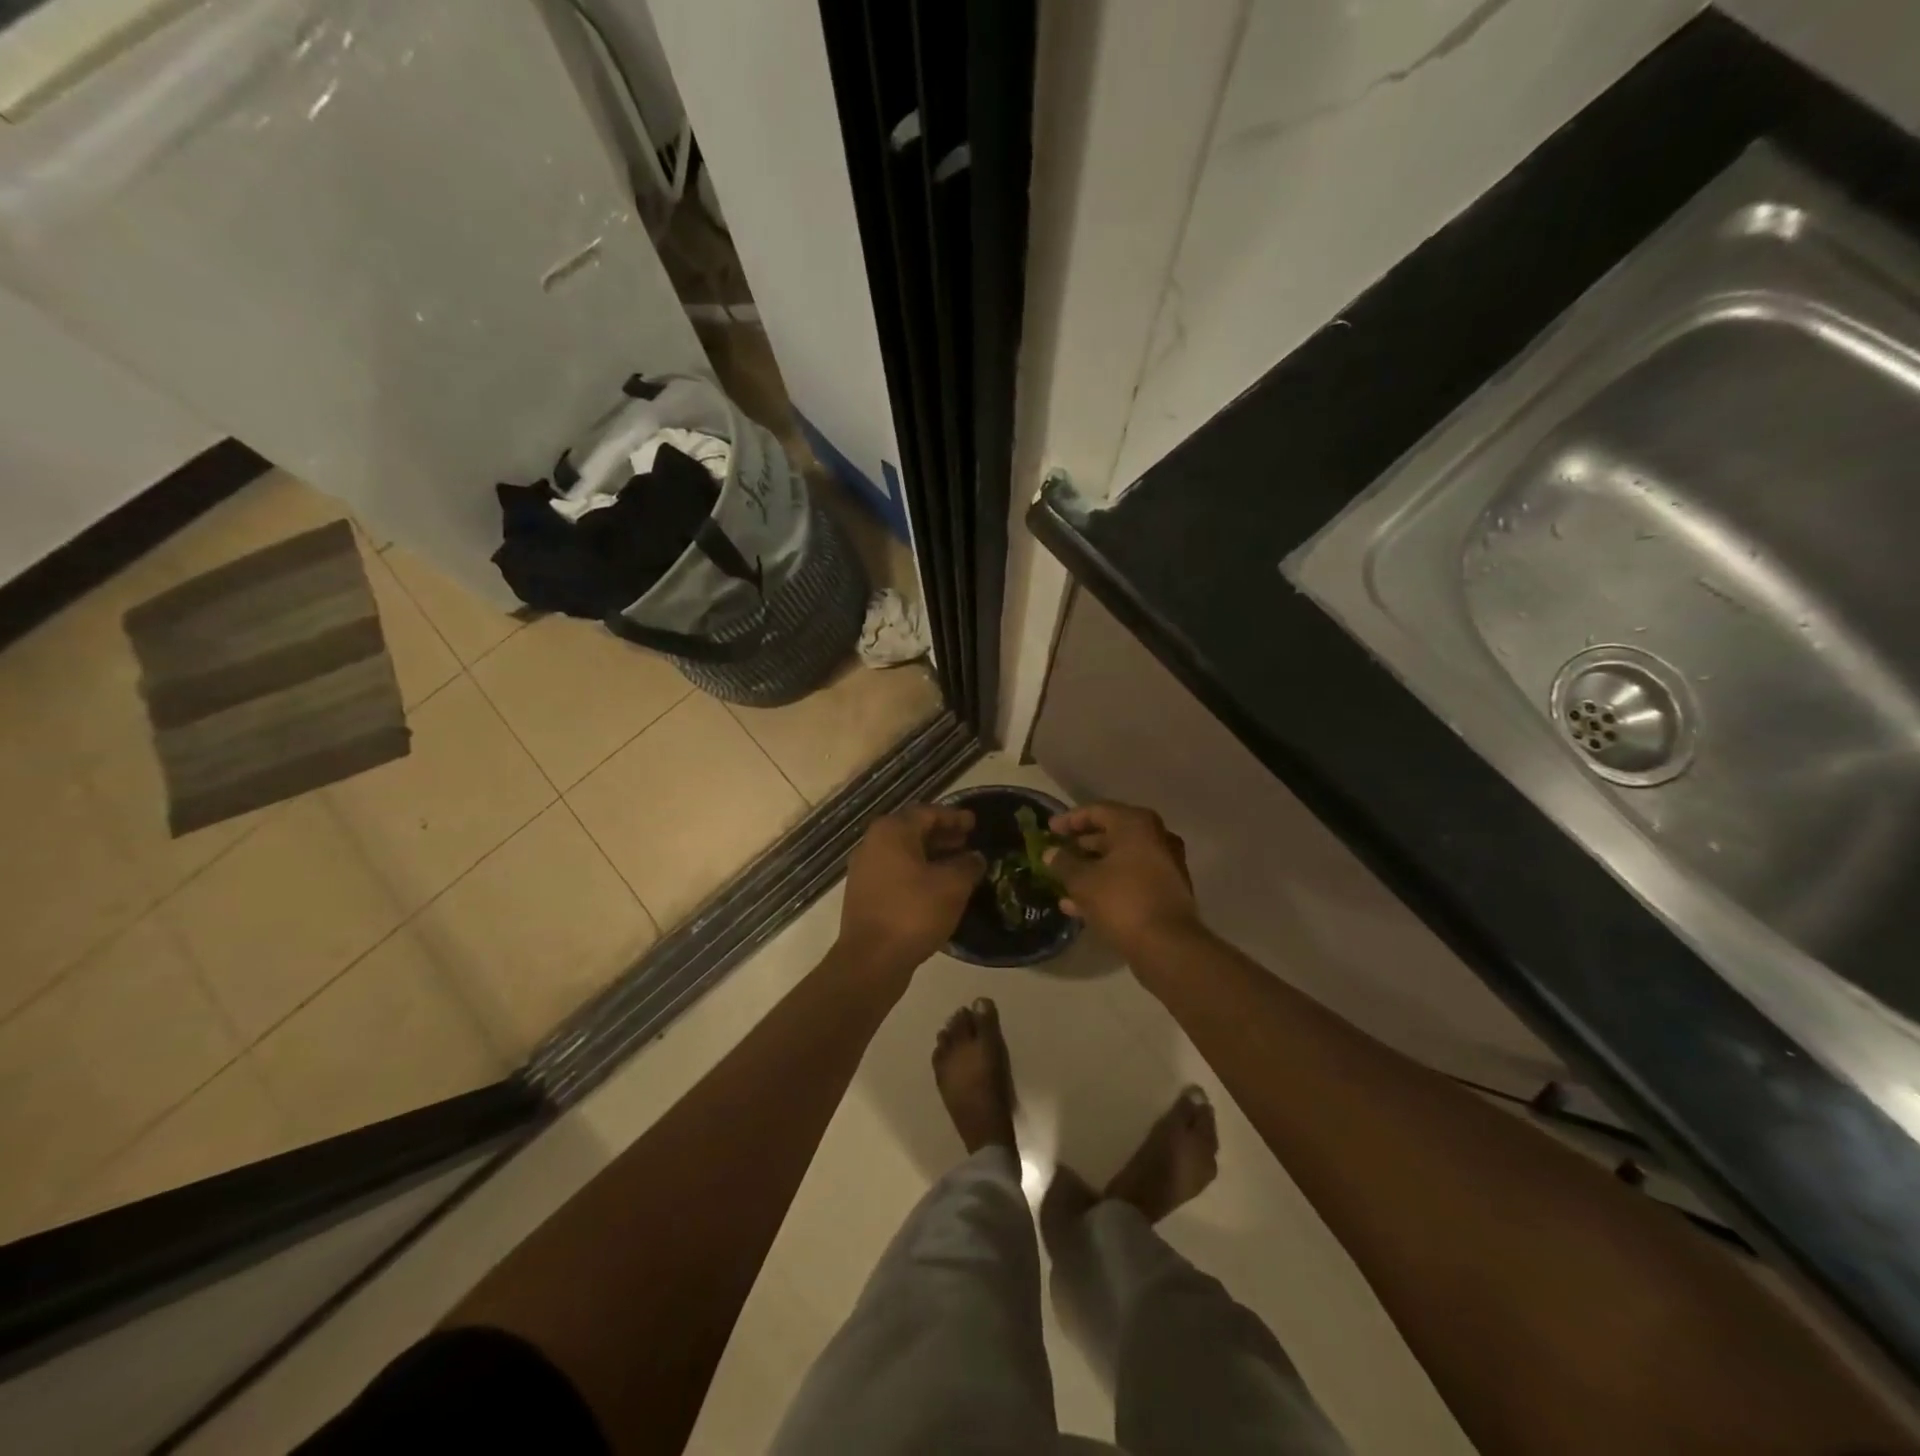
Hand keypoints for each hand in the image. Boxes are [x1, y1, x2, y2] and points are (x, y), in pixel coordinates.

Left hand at [836, 805, 985, 982]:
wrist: (871, 960)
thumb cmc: (913, 913)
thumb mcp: (952, 886)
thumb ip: (968, 865)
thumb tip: (975, 857)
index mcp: (892, 832)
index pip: (928, 813)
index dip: (954, 817)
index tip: (975, 823)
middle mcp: (873, 843)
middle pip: (913, 830)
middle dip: (943, 835)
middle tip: (968, 842)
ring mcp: (865, 869)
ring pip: (905, 853)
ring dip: (932, 855)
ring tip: (958, 865)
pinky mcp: (865, 894)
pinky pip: (897, 872)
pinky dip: (919, 872)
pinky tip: (938, 887)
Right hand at [1045, 802, 1200, 958]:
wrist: (1167, 945)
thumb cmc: (1121, 901)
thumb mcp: (1082, 881)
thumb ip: (1063, 863)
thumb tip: (1050, 853)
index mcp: (1136, 824)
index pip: (1097, 811)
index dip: (1069, 820)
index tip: (1050, 830)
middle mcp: (1155, 837)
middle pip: (1111, 834)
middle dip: (1081, 846)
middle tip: (1057, 854)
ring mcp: (1165, 865)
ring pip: (1120, 860)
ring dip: (1092, 869)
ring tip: (1063, 883)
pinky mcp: (1166, 891)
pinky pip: (1130, 880)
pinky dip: (1107, 885)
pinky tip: (1079, 905)